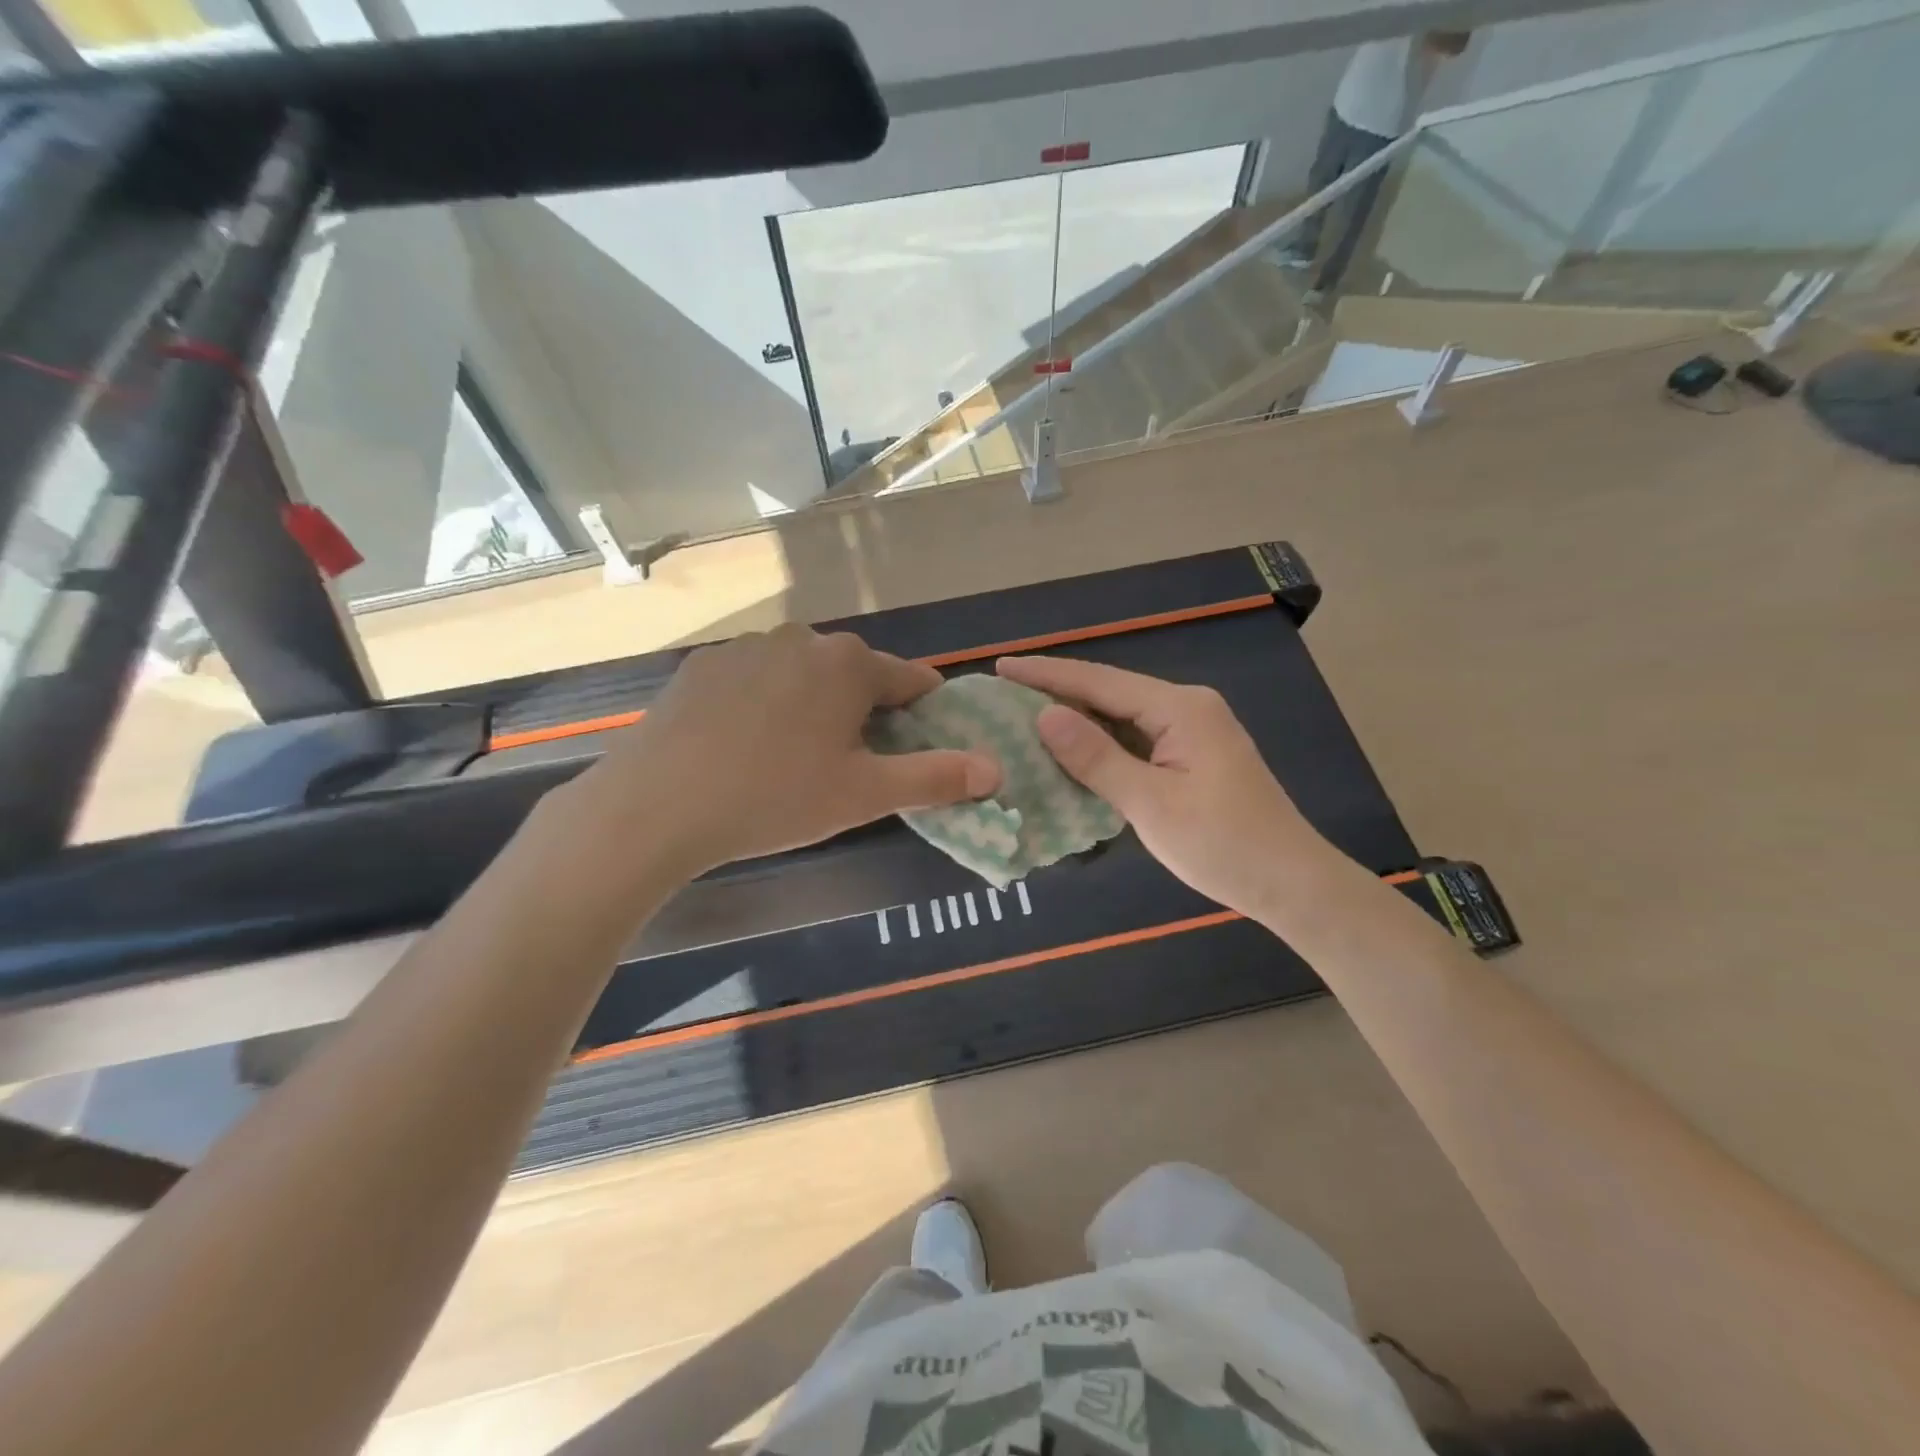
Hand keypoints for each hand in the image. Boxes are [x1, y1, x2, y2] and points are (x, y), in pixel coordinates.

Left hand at [564, 626, 1000, 876]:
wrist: (656, 806)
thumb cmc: (775, 797)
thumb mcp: (865, 795)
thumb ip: (936, 777)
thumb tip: (996, 769)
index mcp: (849, 663)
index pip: (913, 680)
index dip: (925, 716)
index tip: (917, 749)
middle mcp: (802, 638)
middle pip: (857, 675)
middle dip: (866, 713)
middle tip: (850, 766)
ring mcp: (746, 647)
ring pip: (805, 675)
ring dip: (815, 706)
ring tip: (794, 760)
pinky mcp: (703, 665)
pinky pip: (757, 680)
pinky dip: (766, 704)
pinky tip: (744, 746)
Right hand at [996, 655, 1331, 918]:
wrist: (1291, 884)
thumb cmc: (1222, 844)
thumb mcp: (1150, 803)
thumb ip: (1096, 757)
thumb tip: (1045, 716)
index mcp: (1180, 708)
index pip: (1099, 682)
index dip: (1047, 675)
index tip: (1002, 667)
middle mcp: (1187, 708)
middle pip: (1109, 693)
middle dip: (1057, 693)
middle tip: (1002, 695)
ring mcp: (1192, 732)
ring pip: (1121, 717)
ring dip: (1077, 720)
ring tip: (1023, 718)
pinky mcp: (1193, 757)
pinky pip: (1136, 740)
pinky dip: (1101, 745)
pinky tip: (1070, 752)